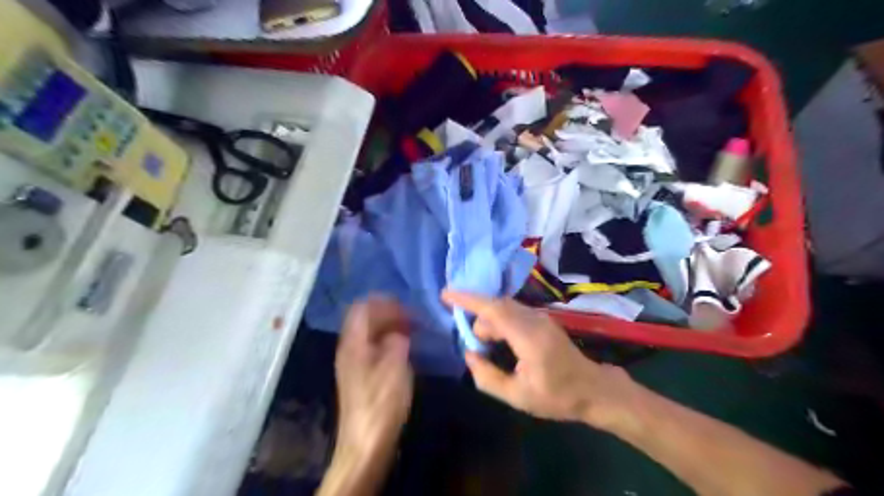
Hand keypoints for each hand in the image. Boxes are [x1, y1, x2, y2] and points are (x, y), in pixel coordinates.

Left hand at [334, 294, 415, 459]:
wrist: (365, 442)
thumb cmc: (381, 402)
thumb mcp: (395, 366)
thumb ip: (396, 341)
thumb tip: (398, 333)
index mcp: (354, 343)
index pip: (363, 308)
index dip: (384, 302)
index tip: (406, 307)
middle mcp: (349, 348)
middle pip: (364, 319)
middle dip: (388, 313)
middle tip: (411, 318)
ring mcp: (352, 362)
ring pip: (368, 333)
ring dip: (388, 327)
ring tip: (410, 331)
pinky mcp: (359, 375)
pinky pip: (372, 347)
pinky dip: (387, 341)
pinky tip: (402, 349)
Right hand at [446, 291, 639, 429]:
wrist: (593, 389)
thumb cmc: (556, 396)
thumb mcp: (517, 396)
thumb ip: (487, 376)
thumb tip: (469, 354)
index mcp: (529, 337)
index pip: (493, 309)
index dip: (468, 299)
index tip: (446, 294)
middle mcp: (534, 319)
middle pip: (497, 306)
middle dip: (478, 320)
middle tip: (474, 346)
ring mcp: (540, 317)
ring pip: (505, 307)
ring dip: (489, 321)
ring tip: (485, 346)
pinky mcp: (542, 320)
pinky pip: (513, 311)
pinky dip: (499, 320)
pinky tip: (498, 339)